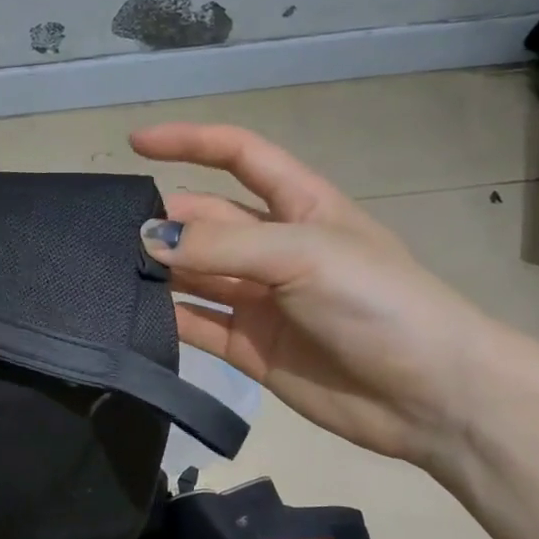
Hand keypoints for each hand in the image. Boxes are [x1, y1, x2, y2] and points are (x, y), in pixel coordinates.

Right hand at [131, 123, 520, 466]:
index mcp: (300, 205)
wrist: (429, 396)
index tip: (136, 143)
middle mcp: (275, 248)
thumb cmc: (378, 303)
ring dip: (159, 271)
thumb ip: (223, 246)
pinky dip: (166, 319)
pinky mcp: (248, 347)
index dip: (190, 142)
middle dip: (165, 220)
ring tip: (109, 271)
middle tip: (110, 233)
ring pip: (195, 274)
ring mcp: (260, 299)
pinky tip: (133, 316)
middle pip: (207, 220)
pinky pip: (197, 324)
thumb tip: (148, 239)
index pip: (239, 155)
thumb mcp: (304, 255)